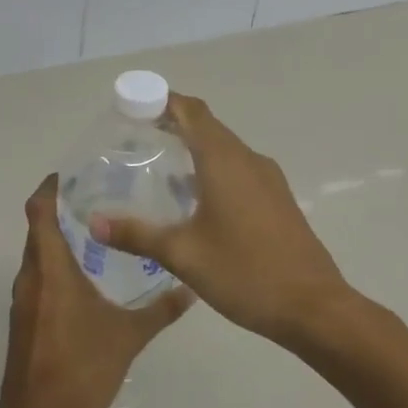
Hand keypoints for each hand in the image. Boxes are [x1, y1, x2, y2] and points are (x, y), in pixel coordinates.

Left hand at [0, 176, 191, 407]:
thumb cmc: (82, 370)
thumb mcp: (128, 337)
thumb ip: (160, 309)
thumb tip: (191, 288)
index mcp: (51, 271)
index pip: (39, 212)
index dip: (50, 188)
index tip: (74, 174)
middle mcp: (31, 278)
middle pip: (38, 230)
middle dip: (62, 210)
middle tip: (100, 197)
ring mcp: (23, 301)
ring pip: (38, 256)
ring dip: (60, 239)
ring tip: (99, 231)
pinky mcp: (24, 321)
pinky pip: (38, 278)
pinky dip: (57, 265)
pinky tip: (88, 275)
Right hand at [90, 95, 352, 346]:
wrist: (312, 306)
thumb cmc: (244, 272)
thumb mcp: (183, 254)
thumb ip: (137, 234)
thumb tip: (94, 223)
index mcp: (224, 161)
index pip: (192, 111)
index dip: (163, 101)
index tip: (133, 106)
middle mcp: (248, 159)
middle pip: (208, 126)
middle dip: (174, 124)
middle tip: (137, 137)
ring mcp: (268, 179)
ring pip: (225, 149)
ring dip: (194, 148)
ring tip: (160, 167)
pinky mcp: (278, 199)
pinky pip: (239, 169)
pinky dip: (213, 169)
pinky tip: (195, 199)